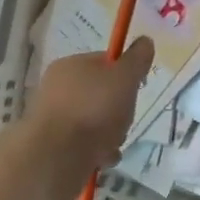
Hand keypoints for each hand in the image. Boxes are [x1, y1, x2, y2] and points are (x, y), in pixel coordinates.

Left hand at [15, 39, 153, 199]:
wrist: (55, 157)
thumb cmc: (93, 109)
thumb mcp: (124, 77)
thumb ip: (137, 60)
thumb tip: (145, 41)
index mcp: (71, 66)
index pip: (104, 62)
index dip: (125, 73)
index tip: (136, 88)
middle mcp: (58, 89)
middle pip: (102, 94)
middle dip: (119, 109)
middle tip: (125, 117)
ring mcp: (54, 119)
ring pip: (95, 122)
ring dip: (111, 133)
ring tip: (113, 143)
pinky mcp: (54, 147)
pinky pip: (85, 145)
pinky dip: (98, 152)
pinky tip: (103, 158)